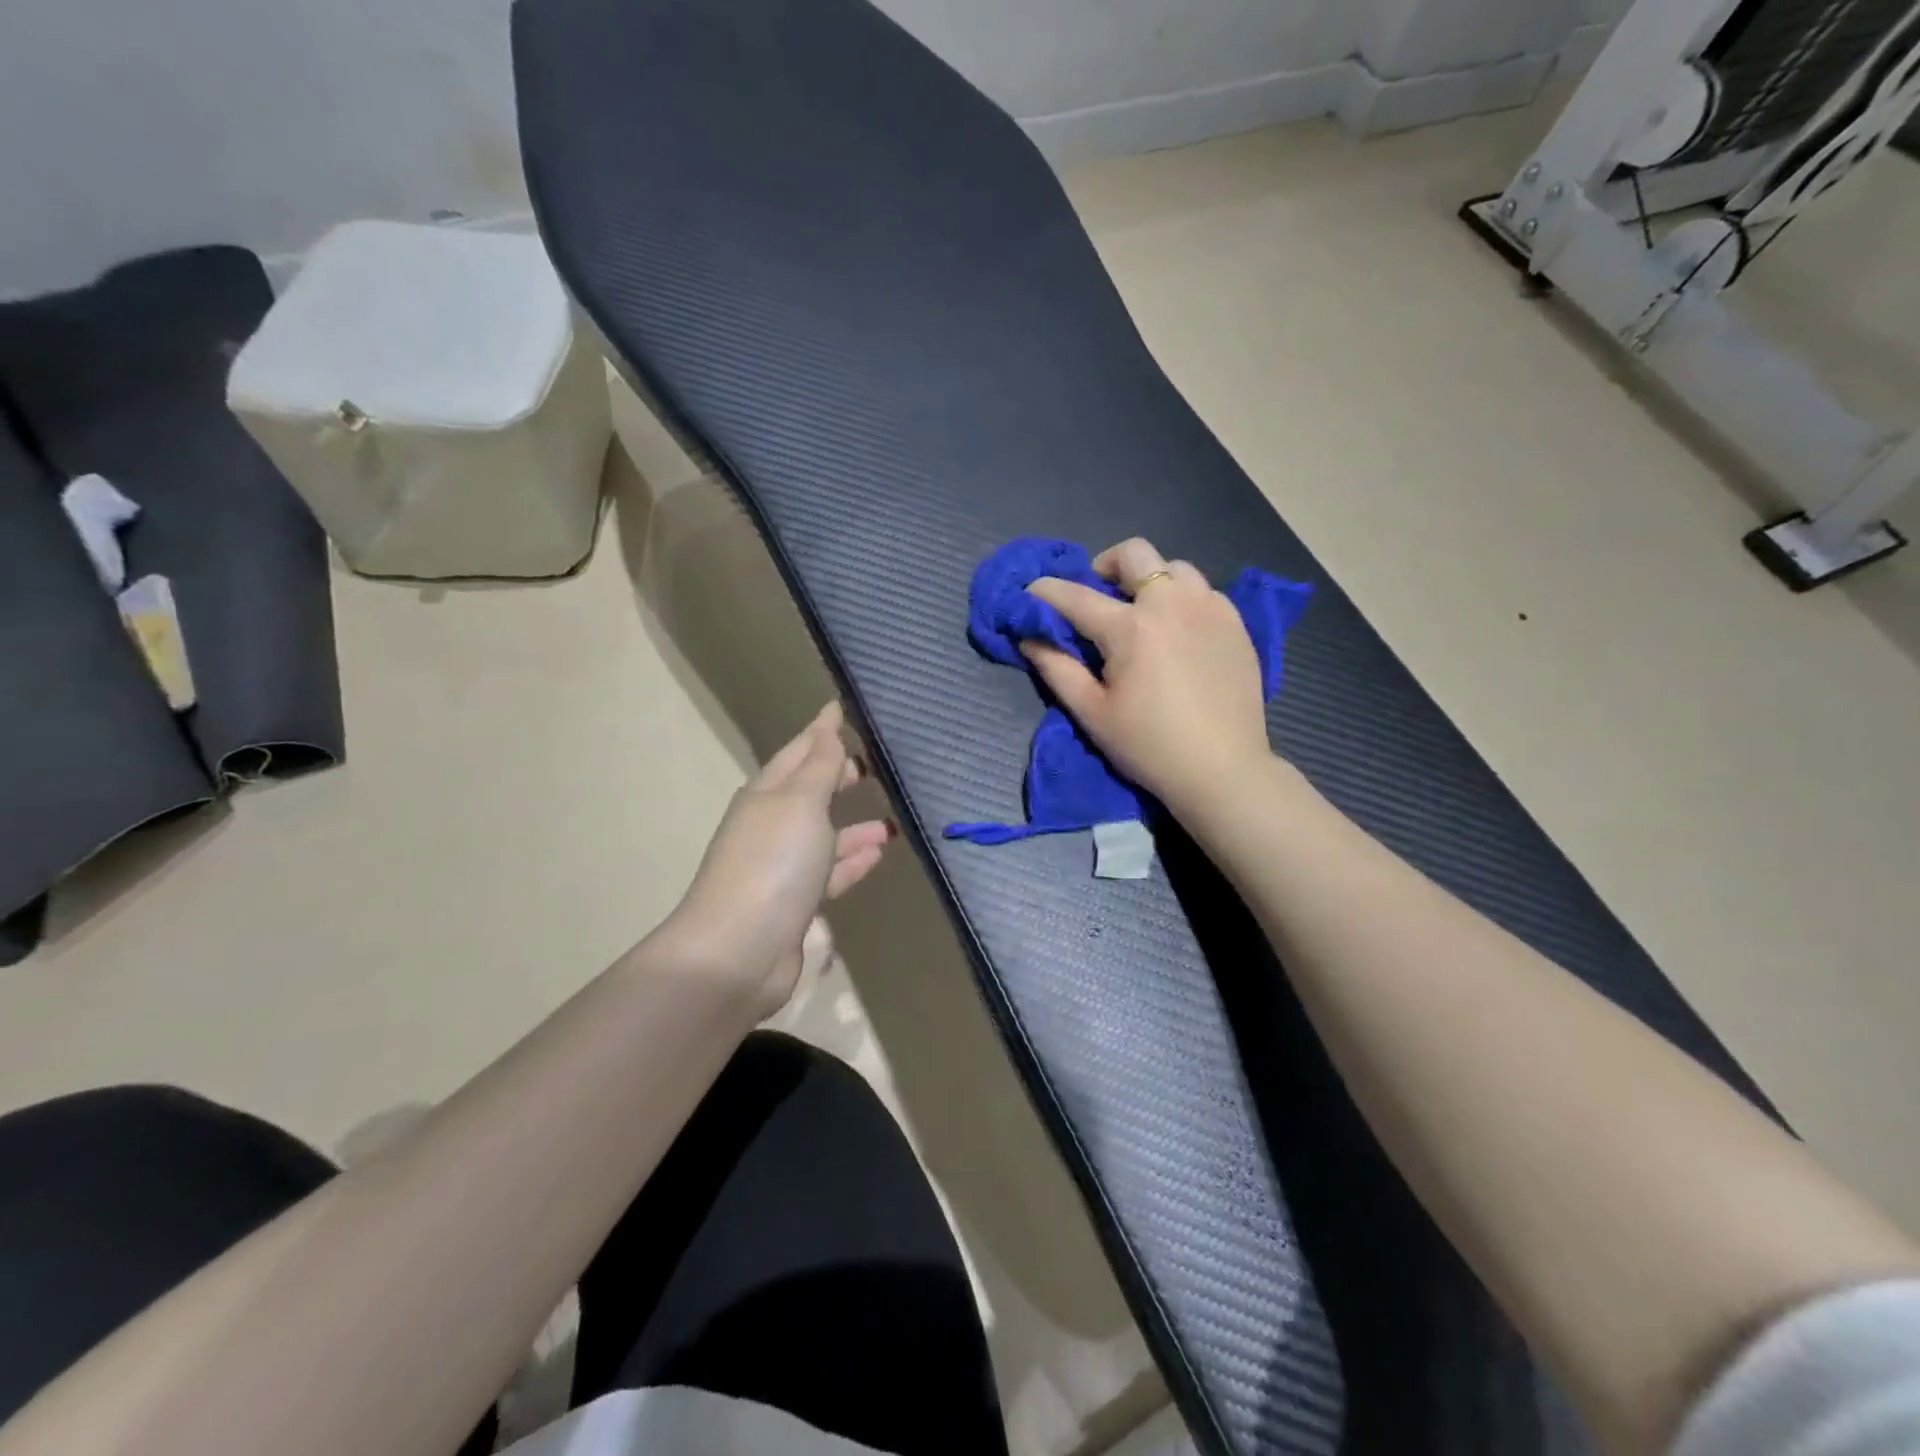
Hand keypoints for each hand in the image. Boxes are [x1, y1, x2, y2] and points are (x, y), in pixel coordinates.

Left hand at [661, 703, 893, 1019]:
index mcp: (766, 794)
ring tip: (893, 819)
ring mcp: (782, 867)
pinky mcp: (796, 903)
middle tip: (877, 765)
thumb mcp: (800, 802)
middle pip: (810, 792)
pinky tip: (879, 854)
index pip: (799, 751)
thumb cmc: (772, 863)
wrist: (739, 952)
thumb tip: (827, 720)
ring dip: (855, 826)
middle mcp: (772, 826)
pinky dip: (853, 861)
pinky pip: (831, 872)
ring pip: (825, 835)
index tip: (846, 709)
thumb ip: (820, 763)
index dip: (822, 731)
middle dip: (839, 776)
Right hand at [1025, 537, 1270, 817]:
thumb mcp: (1092, 713)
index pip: (1075, 596)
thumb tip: (1029, 637)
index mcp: (1131, 628)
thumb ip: (1056, 668)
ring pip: (1174, 568)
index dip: (1045, 591)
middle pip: (1134, 553)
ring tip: (1143, 614)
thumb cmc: (1149, 746)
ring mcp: (1210, 608)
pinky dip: (1182, 600)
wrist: (1223, 770)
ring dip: (1149, 581)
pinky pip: (1204, 592)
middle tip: (1098, 596)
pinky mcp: (1236, 623)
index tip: (1030, 592)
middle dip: (1105, 565)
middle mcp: (1172, 603)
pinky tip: (1178, 634)